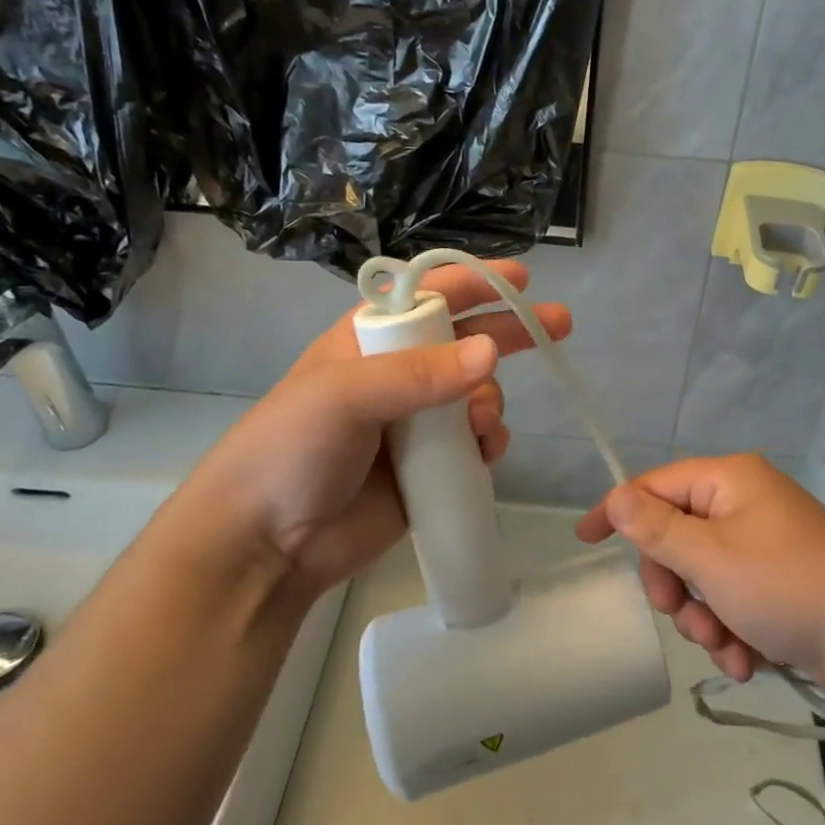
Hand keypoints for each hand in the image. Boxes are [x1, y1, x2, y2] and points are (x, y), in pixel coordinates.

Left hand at [158, 259, 569, 602]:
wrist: (265, 546)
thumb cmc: (290, 451)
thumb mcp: (343, 397)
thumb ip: (417, 374)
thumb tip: (490, 352)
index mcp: (367, 342)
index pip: (427, 297)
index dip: (473, 282)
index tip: (520, 279)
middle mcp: (397, 375)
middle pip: (465, 340)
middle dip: (510, 331)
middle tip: (559, 325)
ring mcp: (416, 422)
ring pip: (477, 392)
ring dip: (492, 398)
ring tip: (482, 424)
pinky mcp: (431, 466)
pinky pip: (477, 441)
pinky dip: (490, 440)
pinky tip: (487, 450)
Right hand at [577, 453, 824, 696]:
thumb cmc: (787, 586)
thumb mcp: (710, 559)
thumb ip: (656, 529)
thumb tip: (616, 496)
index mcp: (729, 481)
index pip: (655, 485)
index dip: (618, 511)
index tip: (586, 541)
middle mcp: (746, 503)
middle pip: (677, 535)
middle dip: (675, 585)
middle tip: (680, 614)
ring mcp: (765, 542)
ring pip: (703, 575)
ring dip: (703, 617)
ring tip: (726, 648)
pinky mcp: (780, 579)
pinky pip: (732, 597)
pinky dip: (731, 629)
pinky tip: (745, 659)